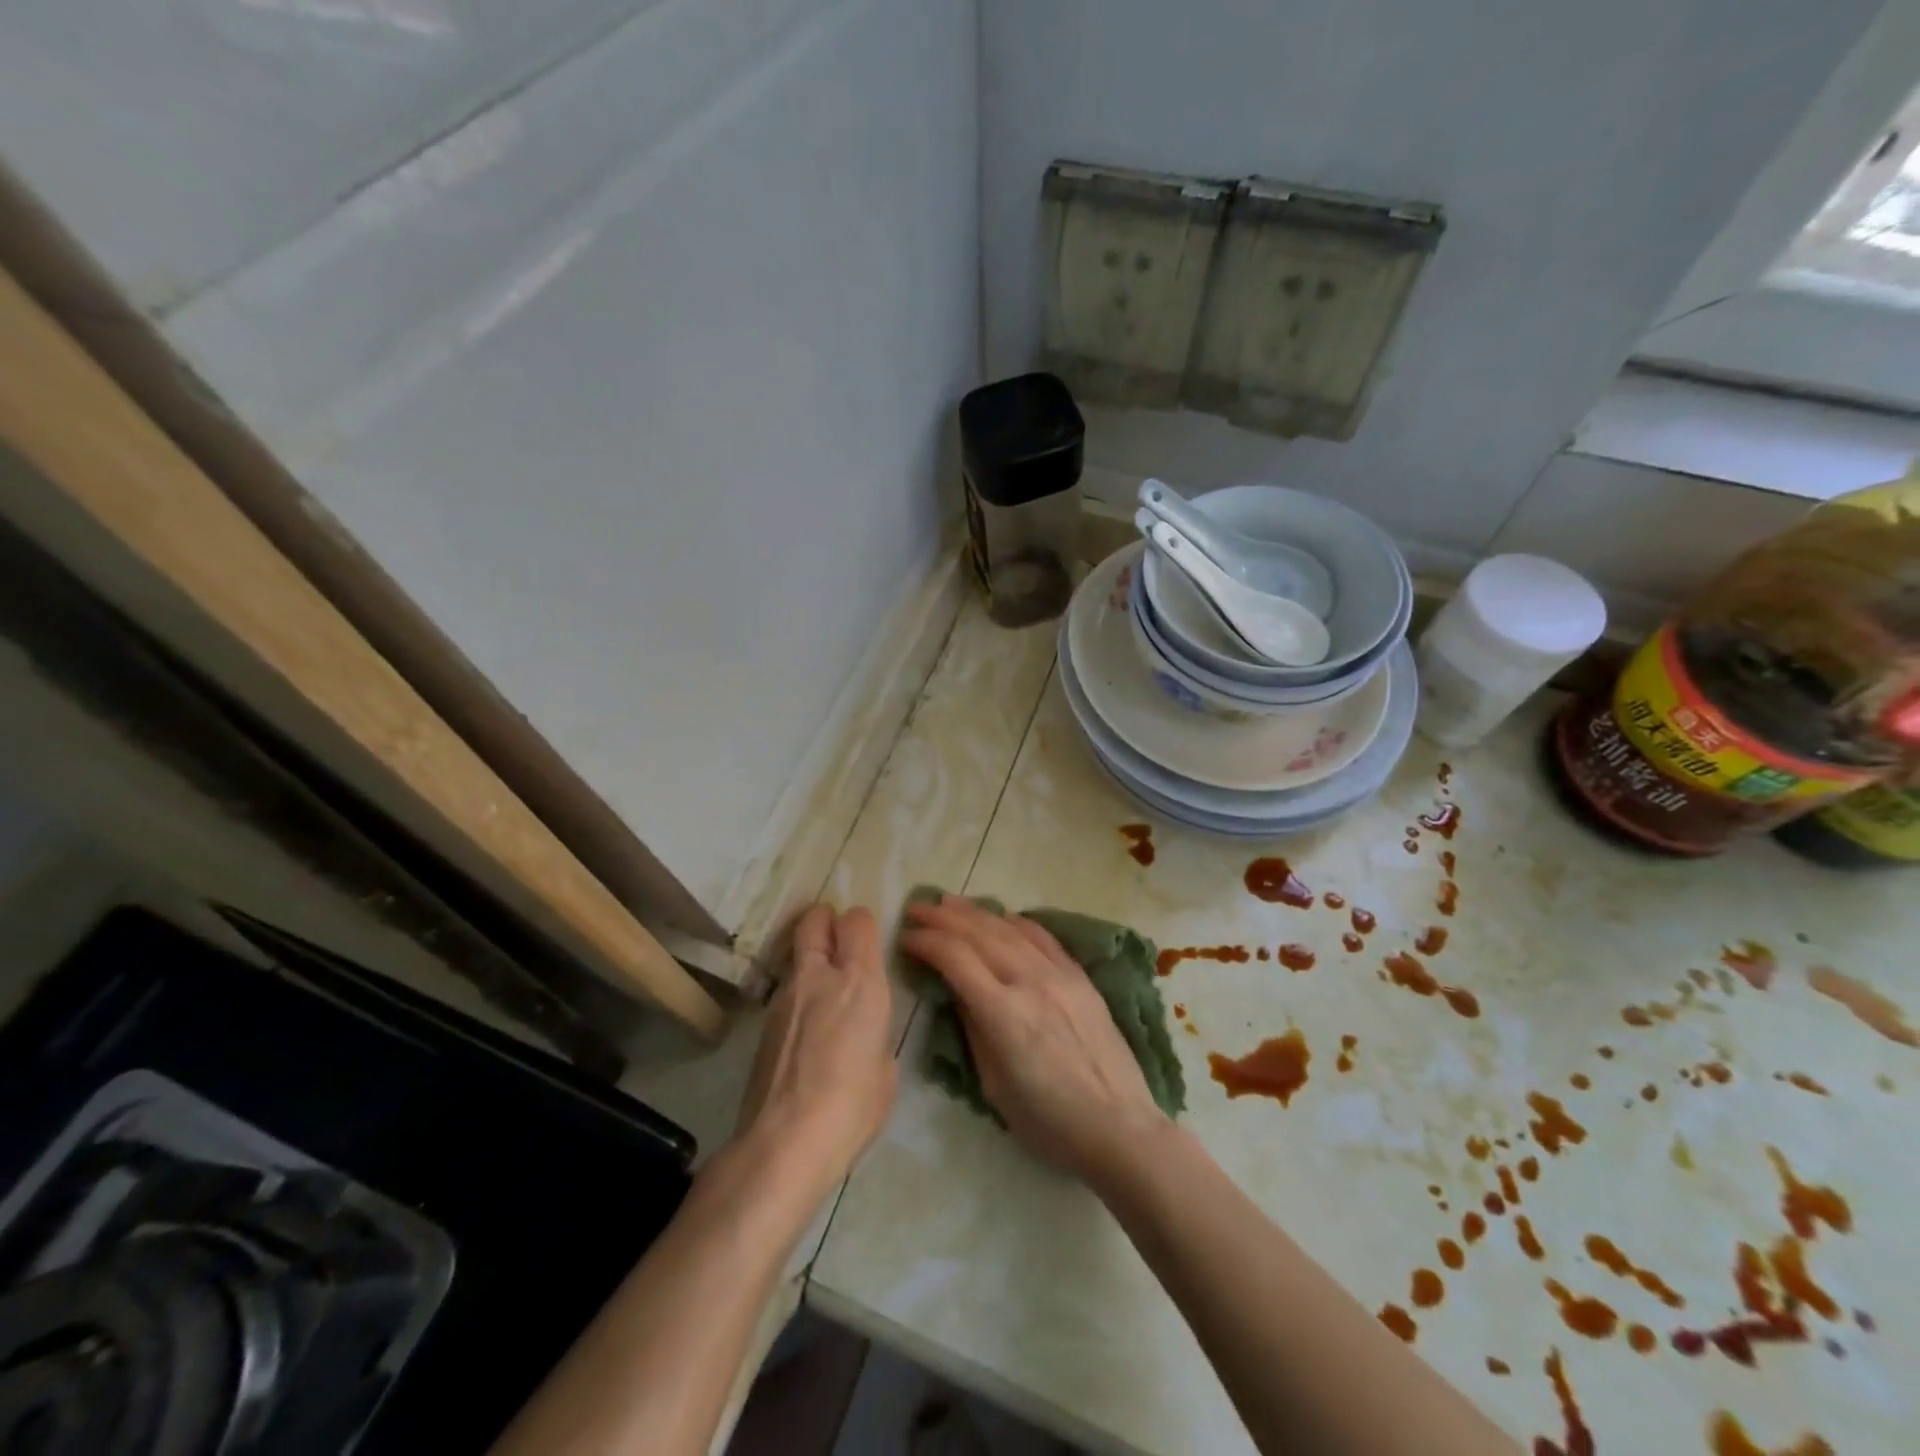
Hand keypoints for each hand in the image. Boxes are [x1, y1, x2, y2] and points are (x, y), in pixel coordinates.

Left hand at [735, 904, 896, 1194]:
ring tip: (823, 995)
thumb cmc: (854, 1105)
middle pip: (814, 920)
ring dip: (810, 962)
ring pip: (797, 956)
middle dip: (825, 920)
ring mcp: (784, 997)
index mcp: (860, 980)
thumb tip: (864, 1032)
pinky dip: (798, 997)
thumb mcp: (886, 1067)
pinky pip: (785, 992)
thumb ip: (876, 1033)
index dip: (863, 925)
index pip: (858, 920)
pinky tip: (806, 1032)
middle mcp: (819, 976)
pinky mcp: (763, 1023)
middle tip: (837, 940)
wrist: (786, 1141)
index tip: (869, 942)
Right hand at [900, 896, 1167, 1184]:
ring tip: (948, 902)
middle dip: (942, 917)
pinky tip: (1001, 916)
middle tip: (916, 908)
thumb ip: (974, 1029)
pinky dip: (1016, 921)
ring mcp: (1059, 974)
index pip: (955, 959)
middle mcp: (1030, 982)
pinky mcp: (1080, 976)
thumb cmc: (1049, 1122)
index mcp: (1004, 1014)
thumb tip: (957, 991)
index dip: (926, 942)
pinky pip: (1043, 936)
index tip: (905, 938)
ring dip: (974, 912)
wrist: (1119, 1126)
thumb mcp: (994, 1086)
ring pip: (1009, 928)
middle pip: (978, 934)